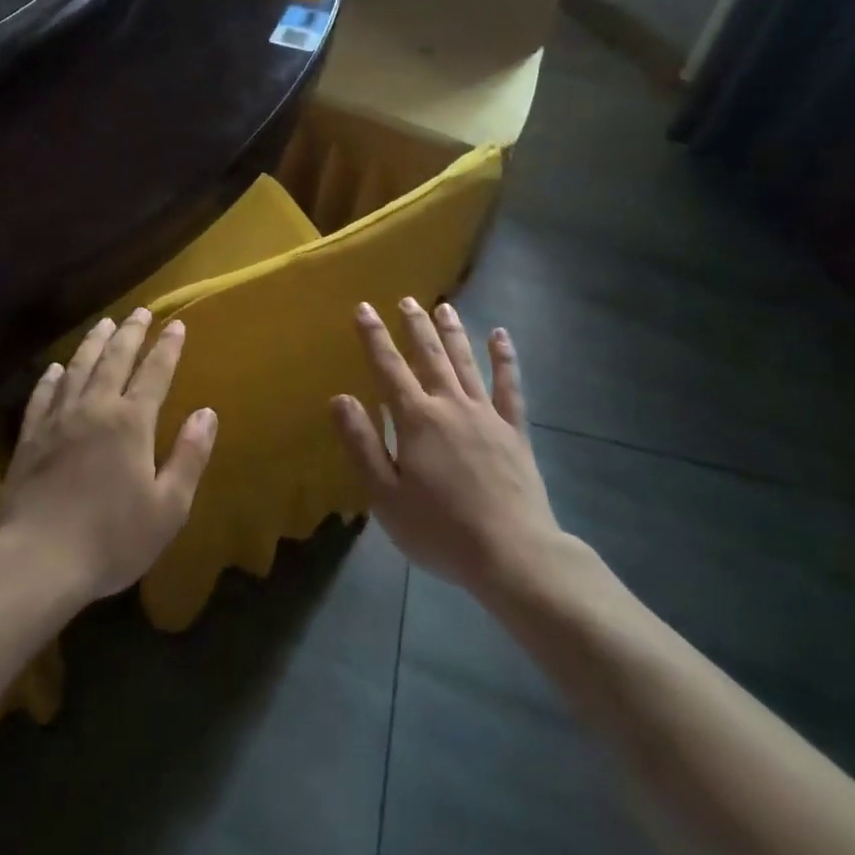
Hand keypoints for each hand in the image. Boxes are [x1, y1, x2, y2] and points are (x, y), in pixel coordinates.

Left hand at [0, 310, 217, 603]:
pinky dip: (52, 378)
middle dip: (130, 333)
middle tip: (140, 311)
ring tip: (104, 323)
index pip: (155, 373)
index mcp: (131, 422)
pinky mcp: (29, 438)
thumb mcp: (168, 507)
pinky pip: (43, 396)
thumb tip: (207, 413)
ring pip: (78, 368)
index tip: (176, 324)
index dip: (167, 347)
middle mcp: (95, 408)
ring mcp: (58, 420)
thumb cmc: (111, 538)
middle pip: (115, 360)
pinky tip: (56, 368)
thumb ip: (189, 456)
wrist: (36, 561)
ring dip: (93, 343)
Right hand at [332, 299, 569, 603]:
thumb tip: (340, 398)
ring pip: (466, 362)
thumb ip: (362, 444)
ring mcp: (486, 415)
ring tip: (443, 307)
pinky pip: (510, 386)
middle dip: (415, 326)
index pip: (389, 368)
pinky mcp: (514, 431)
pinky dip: (505, 359)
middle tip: (407, 299)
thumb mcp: (386, 495)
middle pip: (429, 356)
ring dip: (453, 332)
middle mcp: (450, 405)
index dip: (374, 337)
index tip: (363, 308)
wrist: (512, 555)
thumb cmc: (440, 530)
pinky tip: (501, 336)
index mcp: (417, 420)